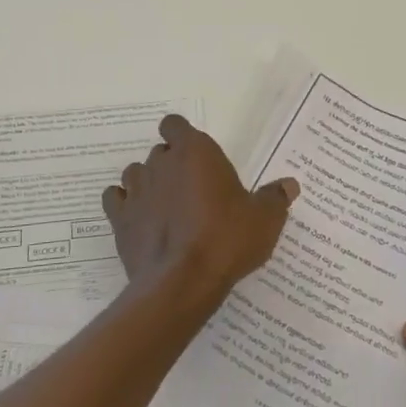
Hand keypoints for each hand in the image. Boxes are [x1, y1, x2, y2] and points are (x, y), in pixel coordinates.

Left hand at [103, 115, 298, 301]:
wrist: (182, 282)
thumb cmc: (226, 240)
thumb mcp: (264, 220)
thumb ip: (275, 198)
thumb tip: (289, 185)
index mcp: (195, 151)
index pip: (175, 125)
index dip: (181, 136)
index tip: (195, 156)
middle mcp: (161, 162)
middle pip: (160, 152)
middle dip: (172, 165)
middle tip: (192, 191)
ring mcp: (136, 190)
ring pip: (136, 173)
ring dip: (148, 184)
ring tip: (166, 207)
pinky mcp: (119, 218)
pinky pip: (116, 200)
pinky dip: (126, 205)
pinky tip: (140, 220)